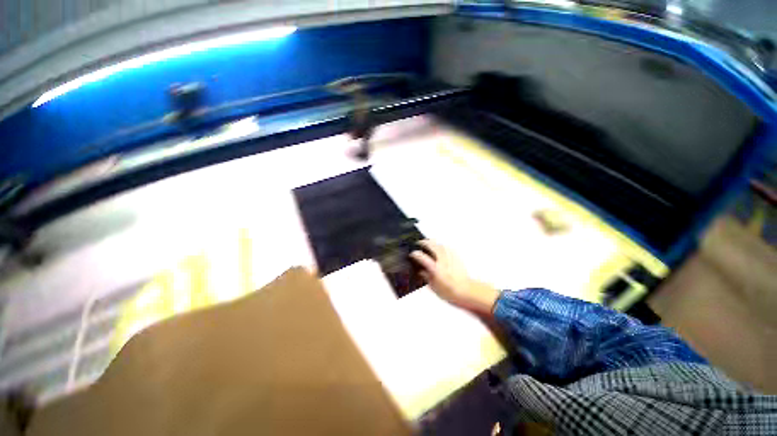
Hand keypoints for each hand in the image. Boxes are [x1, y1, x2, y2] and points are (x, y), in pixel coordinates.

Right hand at [410, 240, 499, 314]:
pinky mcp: (456, 257)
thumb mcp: (434, 287)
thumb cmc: (452, 292)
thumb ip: (426, 277)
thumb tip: (421, 271)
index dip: (415, 254)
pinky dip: (441, 245)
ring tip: (428, 243)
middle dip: (424, 243)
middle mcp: (443, 261)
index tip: (412, 254)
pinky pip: (448, 247)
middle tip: (419, 243)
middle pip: (432, 246)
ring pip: (440, 244)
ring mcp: (450, 258)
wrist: (467, 292)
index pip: (422, 258)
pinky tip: (440, 247)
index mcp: (436, 269)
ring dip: (433, 242)